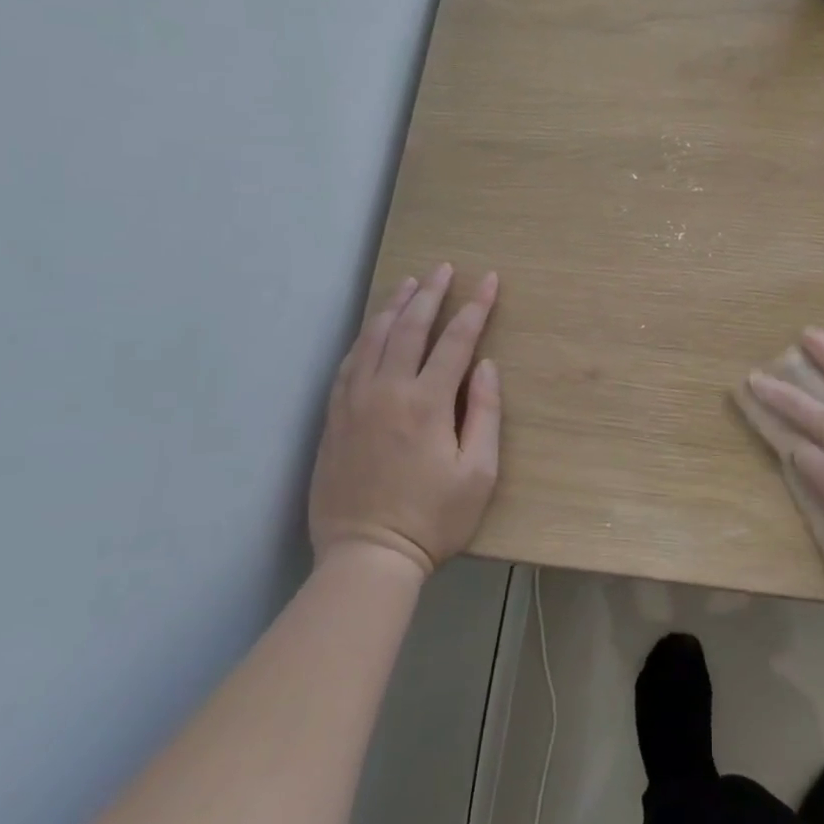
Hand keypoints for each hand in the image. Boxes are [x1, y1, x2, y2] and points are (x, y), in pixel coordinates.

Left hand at [309, 264, 500, 575]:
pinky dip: (364, 336)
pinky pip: (349, 362)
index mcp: (427, 403)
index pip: (456, 340)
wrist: (366, 555)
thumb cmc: (433, 519)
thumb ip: (484, 413)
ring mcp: (354, 401)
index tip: (489, 280)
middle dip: (432, 293)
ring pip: (373, 338)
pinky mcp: (334, 416)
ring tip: (411, 283)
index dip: (475, 307)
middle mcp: (387, 391)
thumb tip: (485, 366)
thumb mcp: (478, 473)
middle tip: (445, 267)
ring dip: (394, 306)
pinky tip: (373, 327)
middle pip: (410, 327)